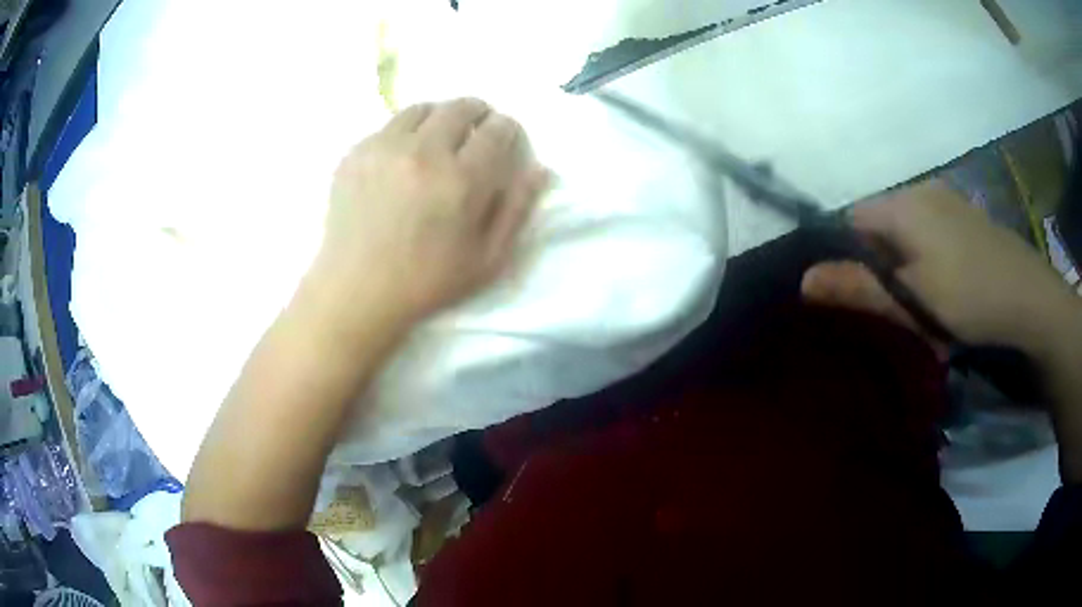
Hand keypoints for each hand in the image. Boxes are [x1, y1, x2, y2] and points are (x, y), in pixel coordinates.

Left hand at [311, 98, 549, 329]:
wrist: (356, 291)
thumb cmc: (427, 282)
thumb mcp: (487, 260)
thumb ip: (517, 210)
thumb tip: (539, 169)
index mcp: (462, 180)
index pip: (497, 130)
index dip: (508, 129)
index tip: (505, 138)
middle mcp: (424, 152)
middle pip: (461, 107)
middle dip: (478, 113)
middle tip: (477, 129)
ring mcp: (384, 148)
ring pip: (423, 108)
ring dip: (440, 116)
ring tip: (439, 137)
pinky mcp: (355, 153)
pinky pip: (388, 125)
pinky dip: (404, 132)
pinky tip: (402, 157)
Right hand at [804, 180, 1075, 353]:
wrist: (1030, 299)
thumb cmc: (969, 297)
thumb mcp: (912, 300)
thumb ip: (859, 287)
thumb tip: (802, 280)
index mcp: (903, 204)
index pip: (852, 219)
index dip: (848, 255)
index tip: (862, 294)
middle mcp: (922, 191)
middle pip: (881, 224)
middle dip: (882, 264)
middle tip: (899, 307)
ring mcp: (948, 200)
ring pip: (907, 231)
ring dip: (907, 265)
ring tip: (926, 303)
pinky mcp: (966, 216)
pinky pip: (931, 231)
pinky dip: (928, 258)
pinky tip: (948, 287)